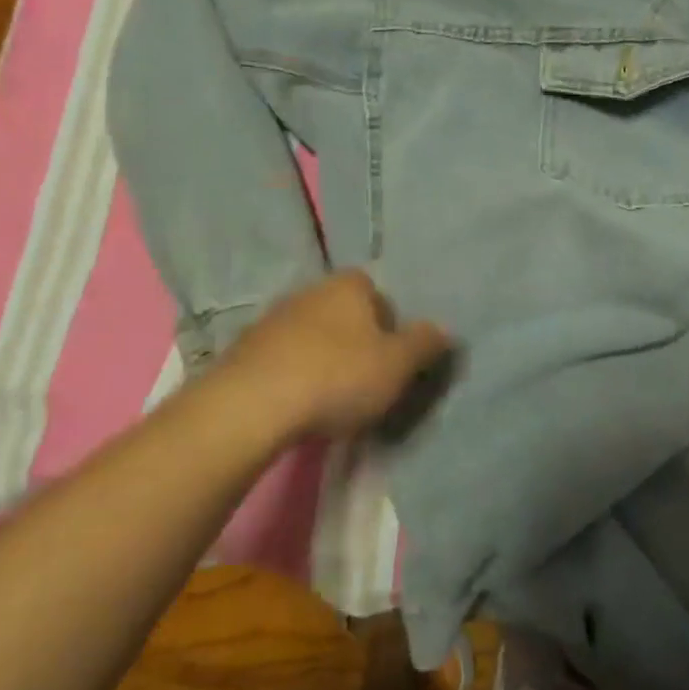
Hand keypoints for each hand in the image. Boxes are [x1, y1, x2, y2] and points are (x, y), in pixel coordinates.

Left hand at [215, 270, 453, 442]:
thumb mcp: (398, 364)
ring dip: (323, 359)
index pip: (379, 294)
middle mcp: (310, 290)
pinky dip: (294, 375)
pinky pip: (283, 358)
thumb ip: (425, 344)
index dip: (390, 325)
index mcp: (349, 284)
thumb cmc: (338, 376)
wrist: (252, 405)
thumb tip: (444, 330)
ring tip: (331, 399)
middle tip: (366, 381)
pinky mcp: (245, 349)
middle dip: (356, 342)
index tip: (392, 360)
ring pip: (312, 336)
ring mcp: (273, 318)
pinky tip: (298, 405)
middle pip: (345, 314)